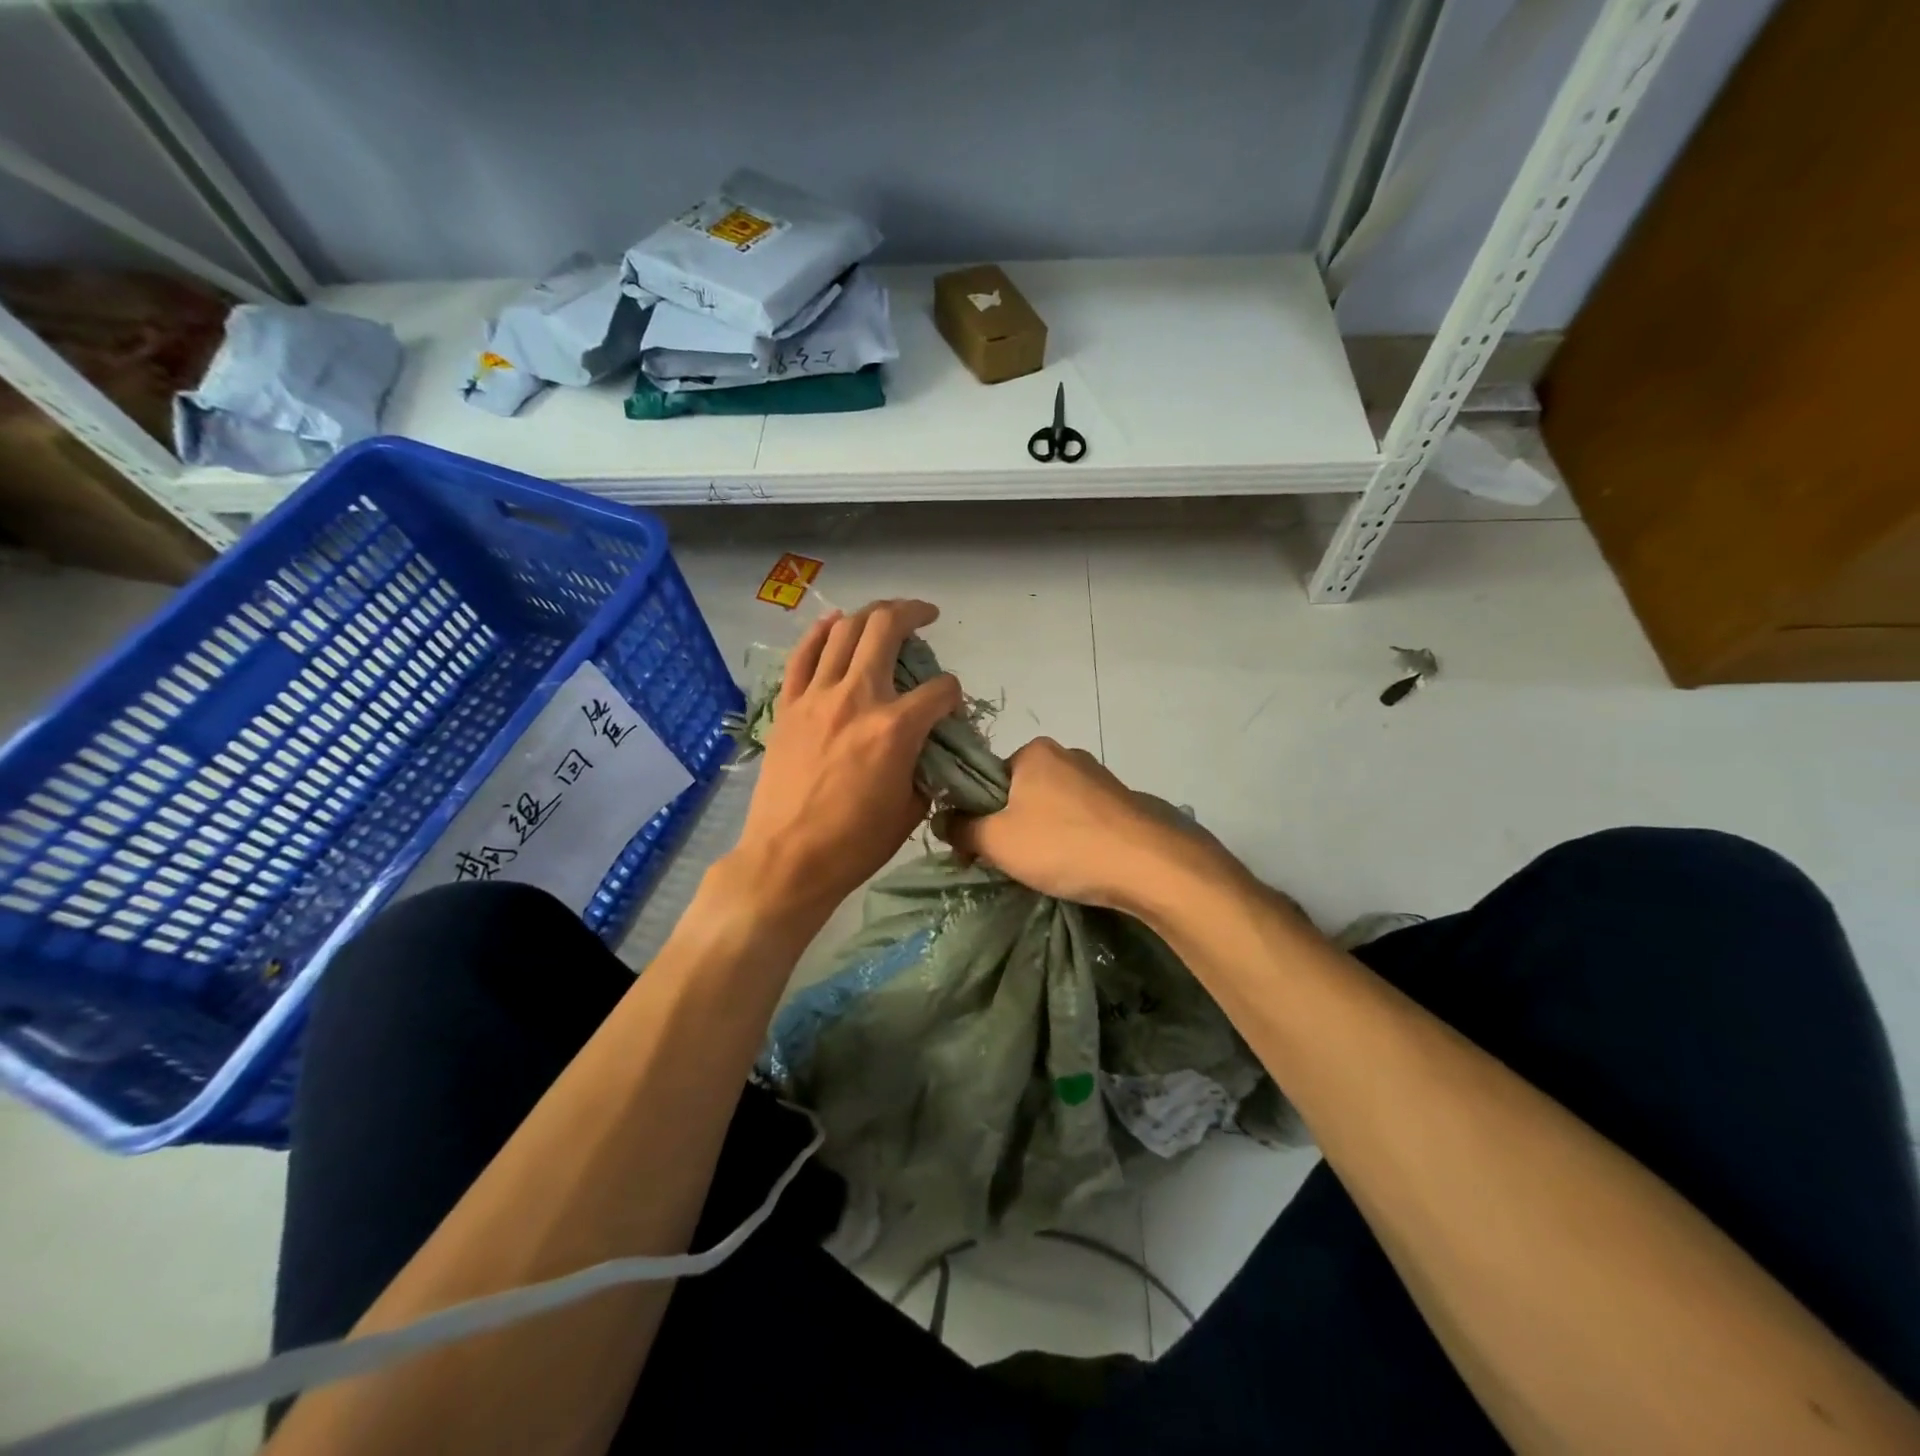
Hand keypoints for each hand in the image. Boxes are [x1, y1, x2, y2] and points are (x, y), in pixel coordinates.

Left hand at [728, 600, 960, 922]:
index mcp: (895, 728)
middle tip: (925, 615)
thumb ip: (927, 766)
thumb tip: (930, 746)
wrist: (788, 859)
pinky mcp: (788, 706)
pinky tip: (834, 624)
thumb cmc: (856, 844)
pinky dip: (820, 632)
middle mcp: (857, 698)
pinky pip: (803, 655)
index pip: (940, 689)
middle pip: (886, 630)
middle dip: (913, 614)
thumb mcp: (911, 809)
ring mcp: (817, 697)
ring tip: (884, 615)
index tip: (951, 705)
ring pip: (844, 631)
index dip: (953, 693)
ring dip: (870, 614)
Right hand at [939, 737, 1221, 912]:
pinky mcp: (1122, 803)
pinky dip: (1070, 839)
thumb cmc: (1062, 844)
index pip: (987, 778)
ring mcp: (1099, 778)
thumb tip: (941, 820)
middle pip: (1019, 792)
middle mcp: (1066, 754)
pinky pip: (1080, 819)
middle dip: (1008, 826)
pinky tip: (1074, 865)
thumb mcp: (997, 840)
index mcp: (1033, 751)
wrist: (1148, 865)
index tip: (976, 849)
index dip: (975, 814)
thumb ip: (961, 828)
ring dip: (1040, 834)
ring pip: (1050, 807)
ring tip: (1044, 869)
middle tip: (1007, 863)